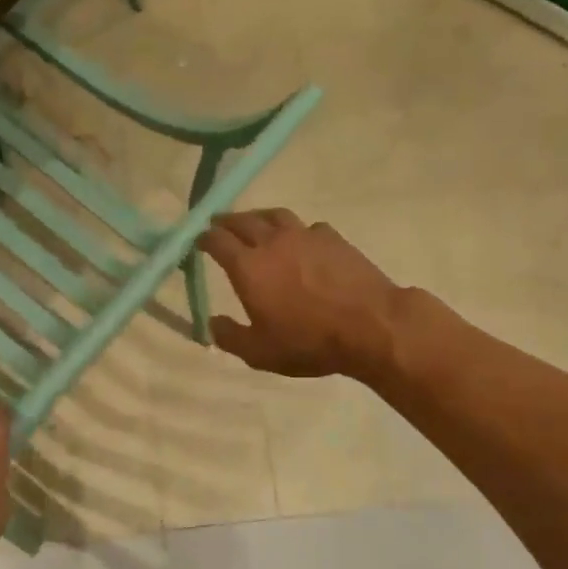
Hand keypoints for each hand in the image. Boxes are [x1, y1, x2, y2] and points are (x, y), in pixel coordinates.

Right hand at [197, 210, 403, 379]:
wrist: (370, 325)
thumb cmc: (308, 341)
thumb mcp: (260, 353)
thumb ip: (230, 337)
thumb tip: (212, 323)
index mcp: (248, 266)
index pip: (217, 241)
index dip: (204, 238)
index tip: (197, 240)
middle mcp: (272, 242)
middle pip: (243, 220)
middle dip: (226, 221)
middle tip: (218, 224)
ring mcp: (305, 235)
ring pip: (275, 215)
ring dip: (259, 217)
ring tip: (255, 223)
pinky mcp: (333, 238)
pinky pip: (307, 227)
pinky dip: (296, 231)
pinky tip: (300, 241)